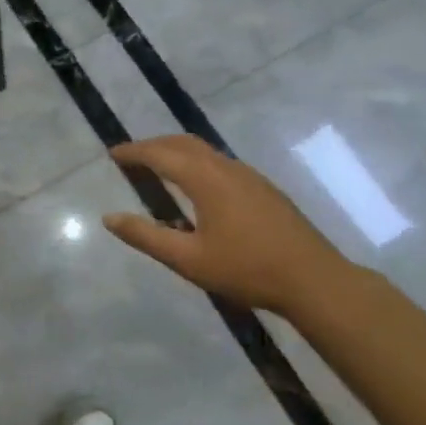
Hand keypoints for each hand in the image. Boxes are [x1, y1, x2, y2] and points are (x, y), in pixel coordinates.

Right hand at [103, 135, 353, 315]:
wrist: (316, 281)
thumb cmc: (247, 269)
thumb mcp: (189, 260)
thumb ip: (146, 237)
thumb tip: (109, 218)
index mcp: (205, 179)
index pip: (160, 153)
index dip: (134, 151)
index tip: (113, 154)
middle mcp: (226, 167)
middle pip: (183, 143)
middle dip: (154, 145)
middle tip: (132, 157)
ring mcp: (249, 176)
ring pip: (204, 150)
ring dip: (176, 151)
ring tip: (159, 167)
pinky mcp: (264, 188)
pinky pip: (220, 162)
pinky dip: (196, 162)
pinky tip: (197, 188)